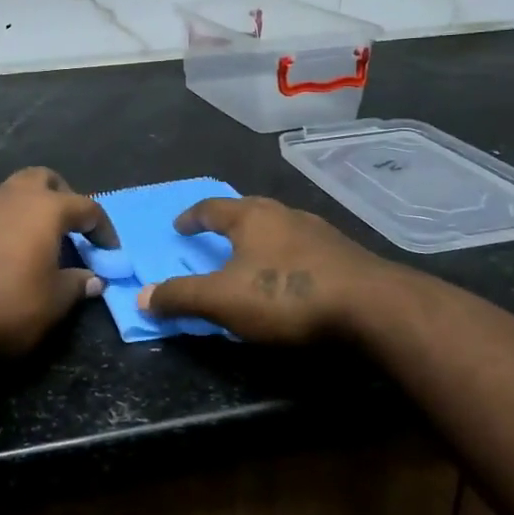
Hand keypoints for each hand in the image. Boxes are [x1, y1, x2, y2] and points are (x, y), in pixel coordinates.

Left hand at [0, 168, 116, 354]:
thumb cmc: (10, 303)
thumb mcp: (55, 301)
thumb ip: (78, 284)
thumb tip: (94, 279)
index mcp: (46, 208)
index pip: (87, 206)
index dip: (103, 228)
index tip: (109, 251)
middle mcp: (13, 196)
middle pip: (44, 179)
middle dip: (62, 196)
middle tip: (70, 228)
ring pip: (12, 192)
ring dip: (29, 209)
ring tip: (36, 242)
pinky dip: (4, 224)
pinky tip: (4, 253)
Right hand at [136, 195, 398, 342]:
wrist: (372, 307)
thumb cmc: (287, 295)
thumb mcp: (223, 300)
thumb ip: (181, 297)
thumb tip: (141, 296)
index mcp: (251, 217)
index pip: (211, 207)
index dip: (192, 216)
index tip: (180, 226)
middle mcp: (284, 214)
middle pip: (247, 212)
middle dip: (228, 225)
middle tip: (214, 240)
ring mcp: (318, 232)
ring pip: (278, 230)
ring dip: (260, 242)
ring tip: (251, 261)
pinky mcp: (344, 254)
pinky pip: (303, 250)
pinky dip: (287, 259)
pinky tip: (290, 280)